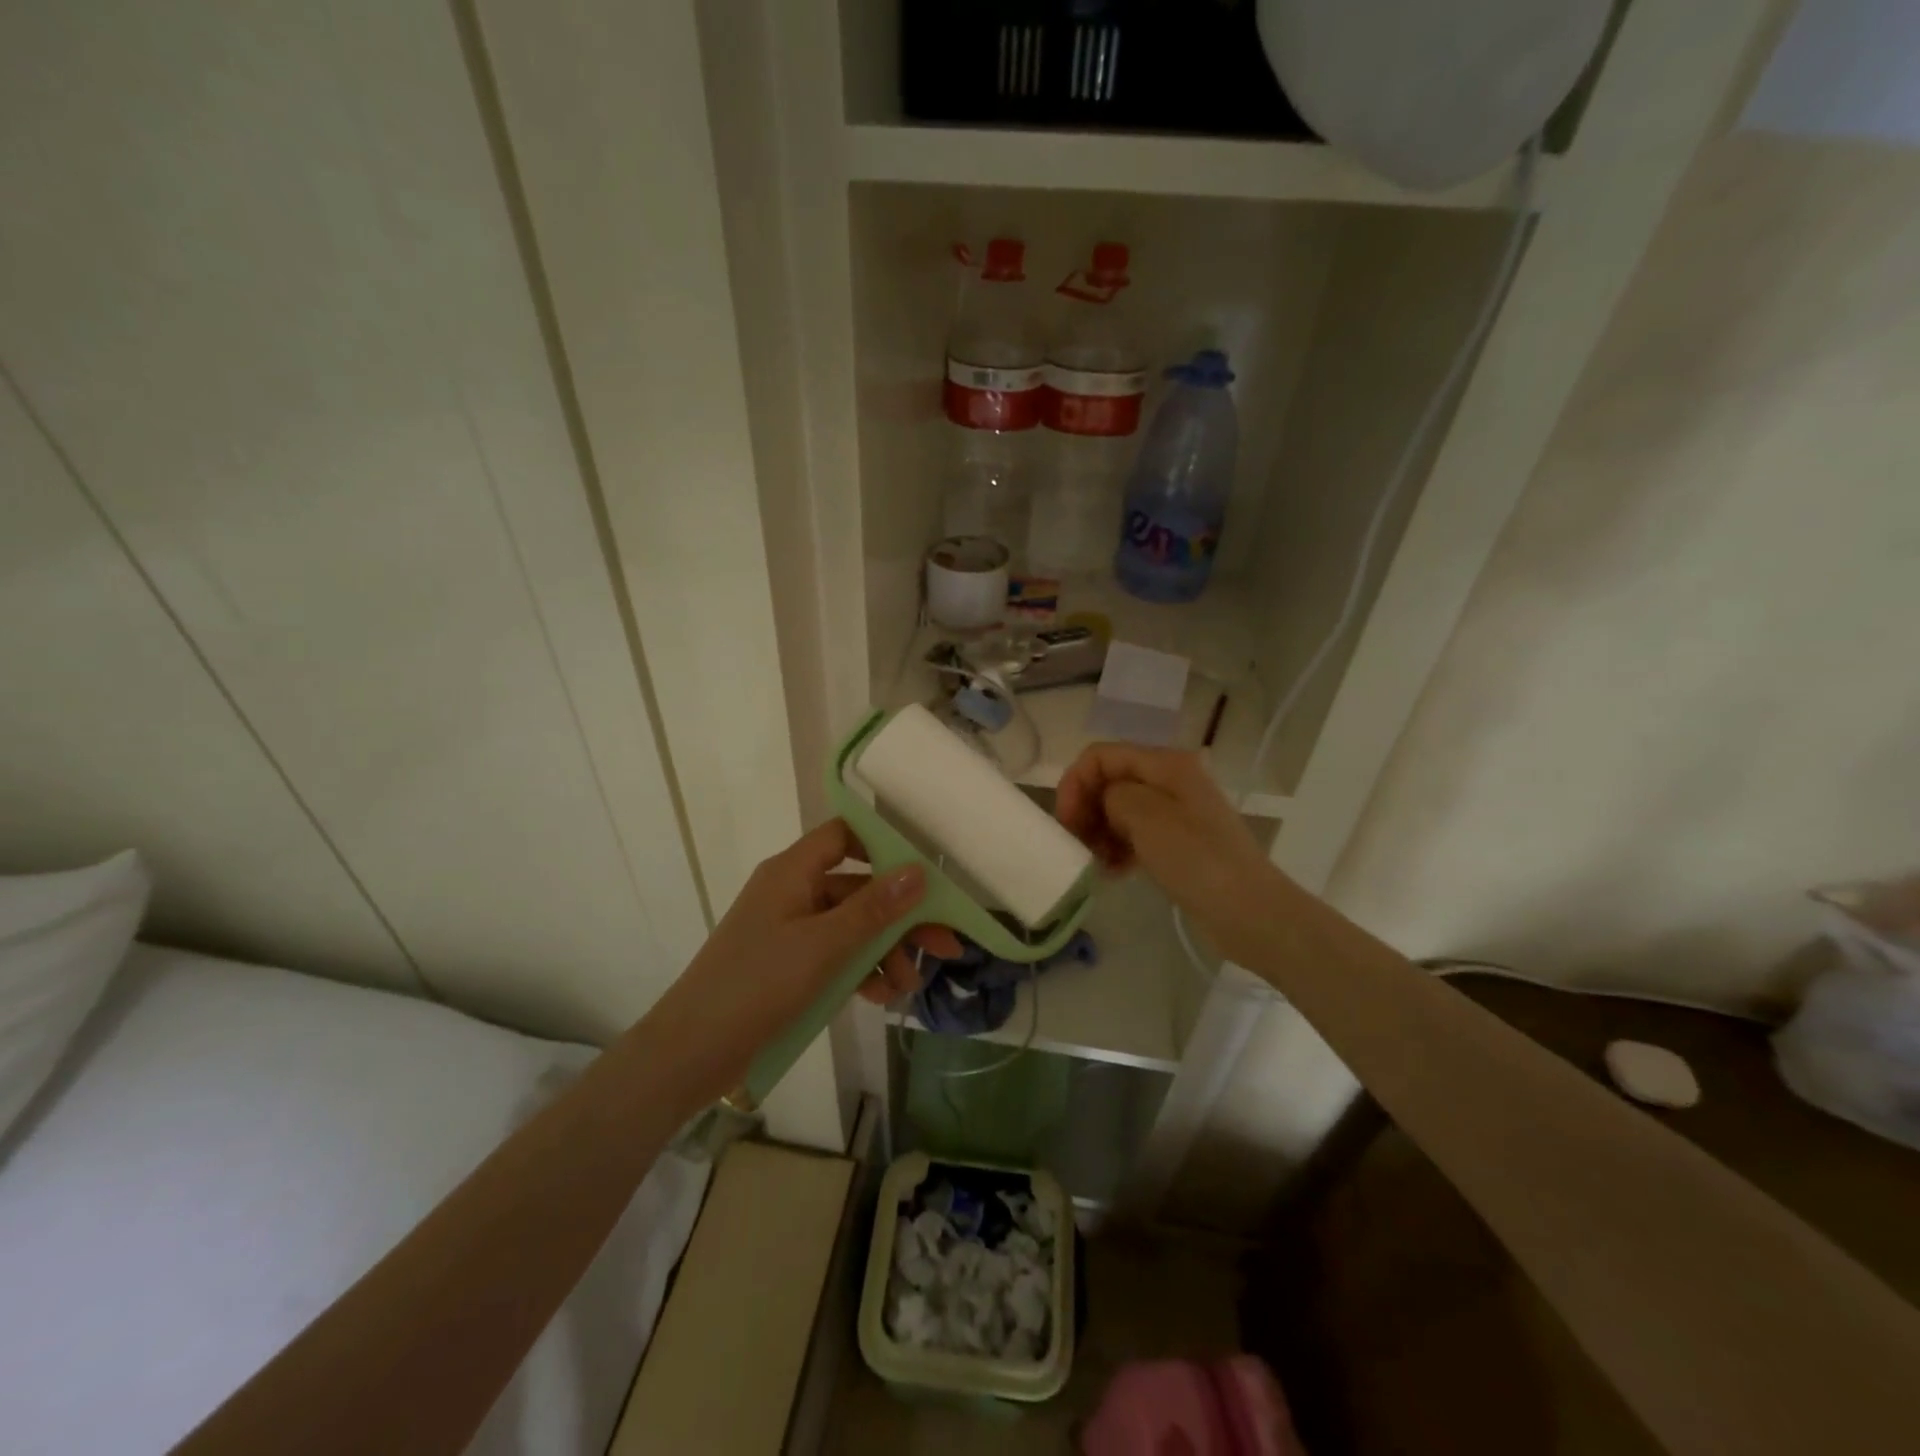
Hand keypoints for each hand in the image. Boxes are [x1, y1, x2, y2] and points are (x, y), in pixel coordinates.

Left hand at [651, 820, 961, 1101]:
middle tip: (943, 947)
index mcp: (792, 871)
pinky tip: (880, 997)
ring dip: (883, 952)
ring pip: (850, 927)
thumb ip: (874, 909)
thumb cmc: (758, 985)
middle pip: (857, 889)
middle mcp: (792, 892)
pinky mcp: (787, 965)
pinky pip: (834, 955)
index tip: (923, 874)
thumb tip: (919, 870)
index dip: (884, 846)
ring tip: (906, 987)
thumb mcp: (824, 946)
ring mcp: (789, 930)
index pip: (844, 836)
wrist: (690, 1052)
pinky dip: (860, 971)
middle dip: (900, 918)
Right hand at [1055, 743, 1279, 960]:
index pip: (1101, 756)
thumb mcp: (1147, 817)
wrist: (1251, 913)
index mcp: (1166, 764)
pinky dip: (1117, 848)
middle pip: (1109, 781)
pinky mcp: (1177, 843)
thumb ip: (1113, 795)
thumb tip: (1106, 803)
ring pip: (1118, 810)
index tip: (1065, 822)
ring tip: (1096, 862)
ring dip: (1099, 832)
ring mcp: (1175, 813)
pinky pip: (1133, 835)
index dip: (1076, 782)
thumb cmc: (1197, 860)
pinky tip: (1113, 872)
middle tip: (1077, 845)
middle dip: (1086, 808)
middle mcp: (1170, 780)